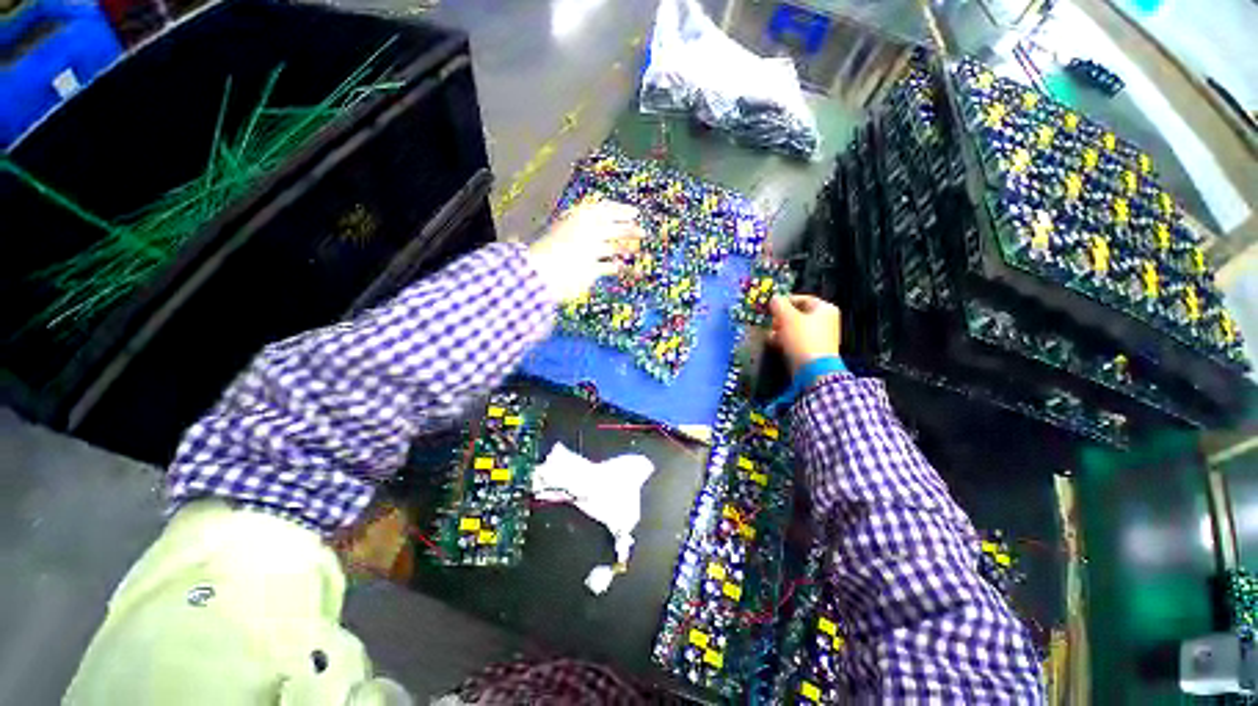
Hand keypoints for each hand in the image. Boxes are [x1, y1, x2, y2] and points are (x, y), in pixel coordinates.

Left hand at [528, 200, 643, 301]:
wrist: (554, 273)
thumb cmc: (568, 243)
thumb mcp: (589, 222)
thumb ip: (608, 215)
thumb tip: (630, 213)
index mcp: (582, 220)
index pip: (603, 211)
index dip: (620, 211)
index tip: (636, 213)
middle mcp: (585, 235)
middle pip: (609, 229)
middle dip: (626, 230)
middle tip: (642, 232)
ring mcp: (586, 254)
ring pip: (609, 248)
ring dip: (623, 248)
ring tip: (636, 250)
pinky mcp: (589, 272)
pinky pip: (605, 267)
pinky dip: (615, 266)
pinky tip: (622, 266)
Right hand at [768, 295, 841, 374]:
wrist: (813, 369)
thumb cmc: (803, 338)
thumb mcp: (788, 317)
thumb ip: (779, 305)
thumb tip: (774, 298)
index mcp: (825, 309)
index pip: (803, 299)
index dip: (786, 301)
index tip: (772, 307)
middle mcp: (826, 321)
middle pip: (798, 314)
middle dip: (781, 318)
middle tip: (771, 322)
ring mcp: (821, 337)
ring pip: (796, 328)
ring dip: (781, 330)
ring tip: (770, 334)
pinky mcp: (814, 350)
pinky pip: (797, 340)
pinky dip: (786, 340)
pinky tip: (775, 343)